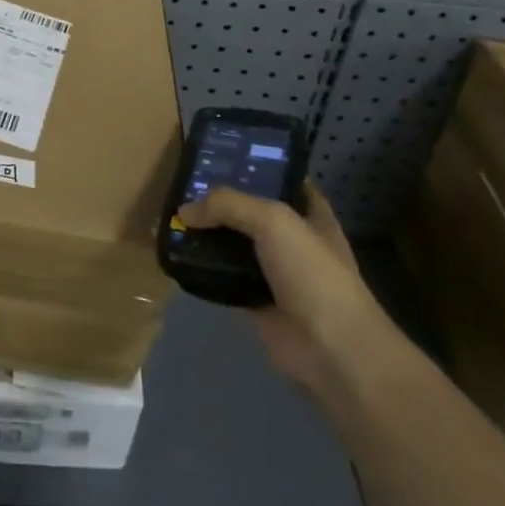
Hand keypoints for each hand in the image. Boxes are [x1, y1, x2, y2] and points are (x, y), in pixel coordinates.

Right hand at [175, 184, 398, 400]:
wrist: (331, 349)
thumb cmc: (313, 273)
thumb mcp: (273, 220)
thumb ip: (228, 205)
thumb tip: (185, 210)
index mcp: (311, 215)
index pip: (283, 181)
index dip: (257, 167)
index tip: (222, 156)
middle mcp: (294, 240)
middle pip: (252, 212)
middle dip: (222, 200)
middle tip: (183, 184)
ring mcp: (275, 273)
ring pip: (234, 244)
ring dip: (208, 235)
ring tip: (173, 216)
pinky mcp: (255, 301)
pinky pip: (223, 276)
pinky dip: (203, 268)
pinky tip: (177, 254)